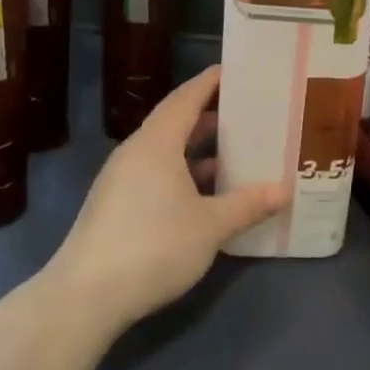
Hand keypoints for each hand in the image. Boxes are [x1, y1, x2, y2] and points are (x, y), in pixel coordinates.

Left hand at [49, 67, 284, 331]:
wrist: (84, 297)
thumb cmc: (153, 246)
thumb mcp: (210, 226)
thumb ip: (247, 204)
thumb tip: (284, 190)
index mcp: (157, 142)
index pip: (187, 97)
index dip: (211, 82)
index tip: (238, 71)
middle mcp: (136, 152)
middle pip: (176, 121)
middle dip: (211, 116)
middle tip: (248, 114)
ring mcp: (121, 179)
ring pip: (166, 151)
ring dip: (197, 149)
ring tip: (234, 154)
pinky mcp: (115, 205)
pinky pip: (155, 174)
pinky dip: (182, 173)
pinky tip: (205, 195)